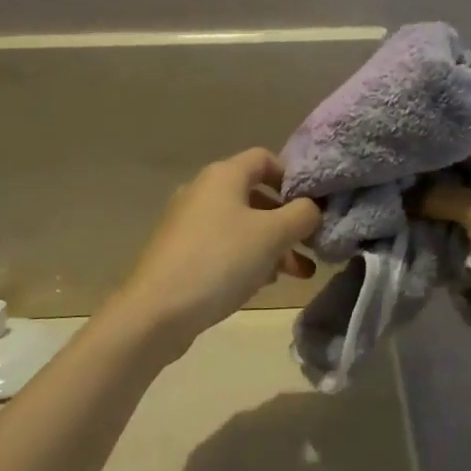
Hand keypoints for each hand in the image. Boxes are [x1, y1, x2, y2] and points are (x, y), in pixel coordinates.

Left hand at [112, 149, 321, 348]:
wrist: (156, 311)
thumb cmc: (220, 261)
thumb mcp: (273, 235)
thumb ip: (302, 215)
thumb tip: (312, 208)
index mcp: (223, 175)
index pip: (265, 158)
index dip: (293, 177)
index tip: (313, 204)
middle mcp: (203, 191)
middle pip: (256, 196)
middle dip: (288, 221)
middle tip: (311, 244)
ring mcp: (189, 224)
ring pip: (243, 226)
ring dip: (274, 245)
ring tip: (299, 273)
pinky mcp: (182, 254)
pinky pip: (224, 247)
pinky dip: (249, 258)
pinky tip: (265, 284)